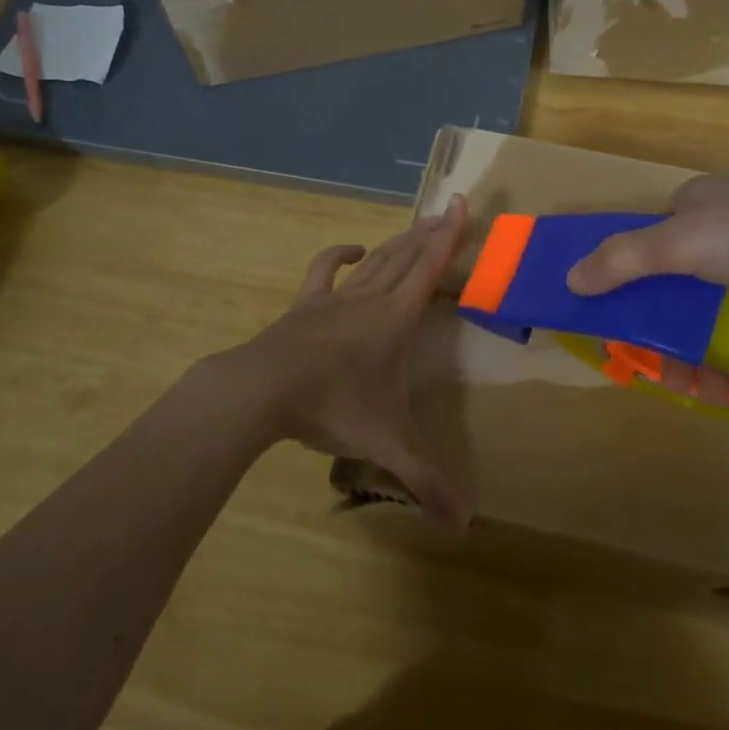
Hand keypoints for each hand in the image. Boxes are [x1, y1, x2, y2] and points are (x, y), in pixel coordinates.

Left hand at [205, 195, 472, 533]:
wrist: (261, 390)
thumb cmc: (333, 408)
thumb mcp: (389, 445)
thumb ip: (429, 482)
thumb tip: (467, 528)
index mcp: (397, 318)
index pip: (431, 266)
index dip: (451, 235)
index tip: (463, 202)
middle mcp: (371, 299)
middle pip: (406, 255)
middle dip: (430, 232)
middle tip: (448, 211)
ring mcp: (335, 299)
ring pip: (375, 260)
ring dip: (397, 241)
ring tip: (415, 226)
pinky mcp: (305, 307)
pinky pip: (325, 272)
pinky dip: (340, 256)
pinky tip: (351, 251)